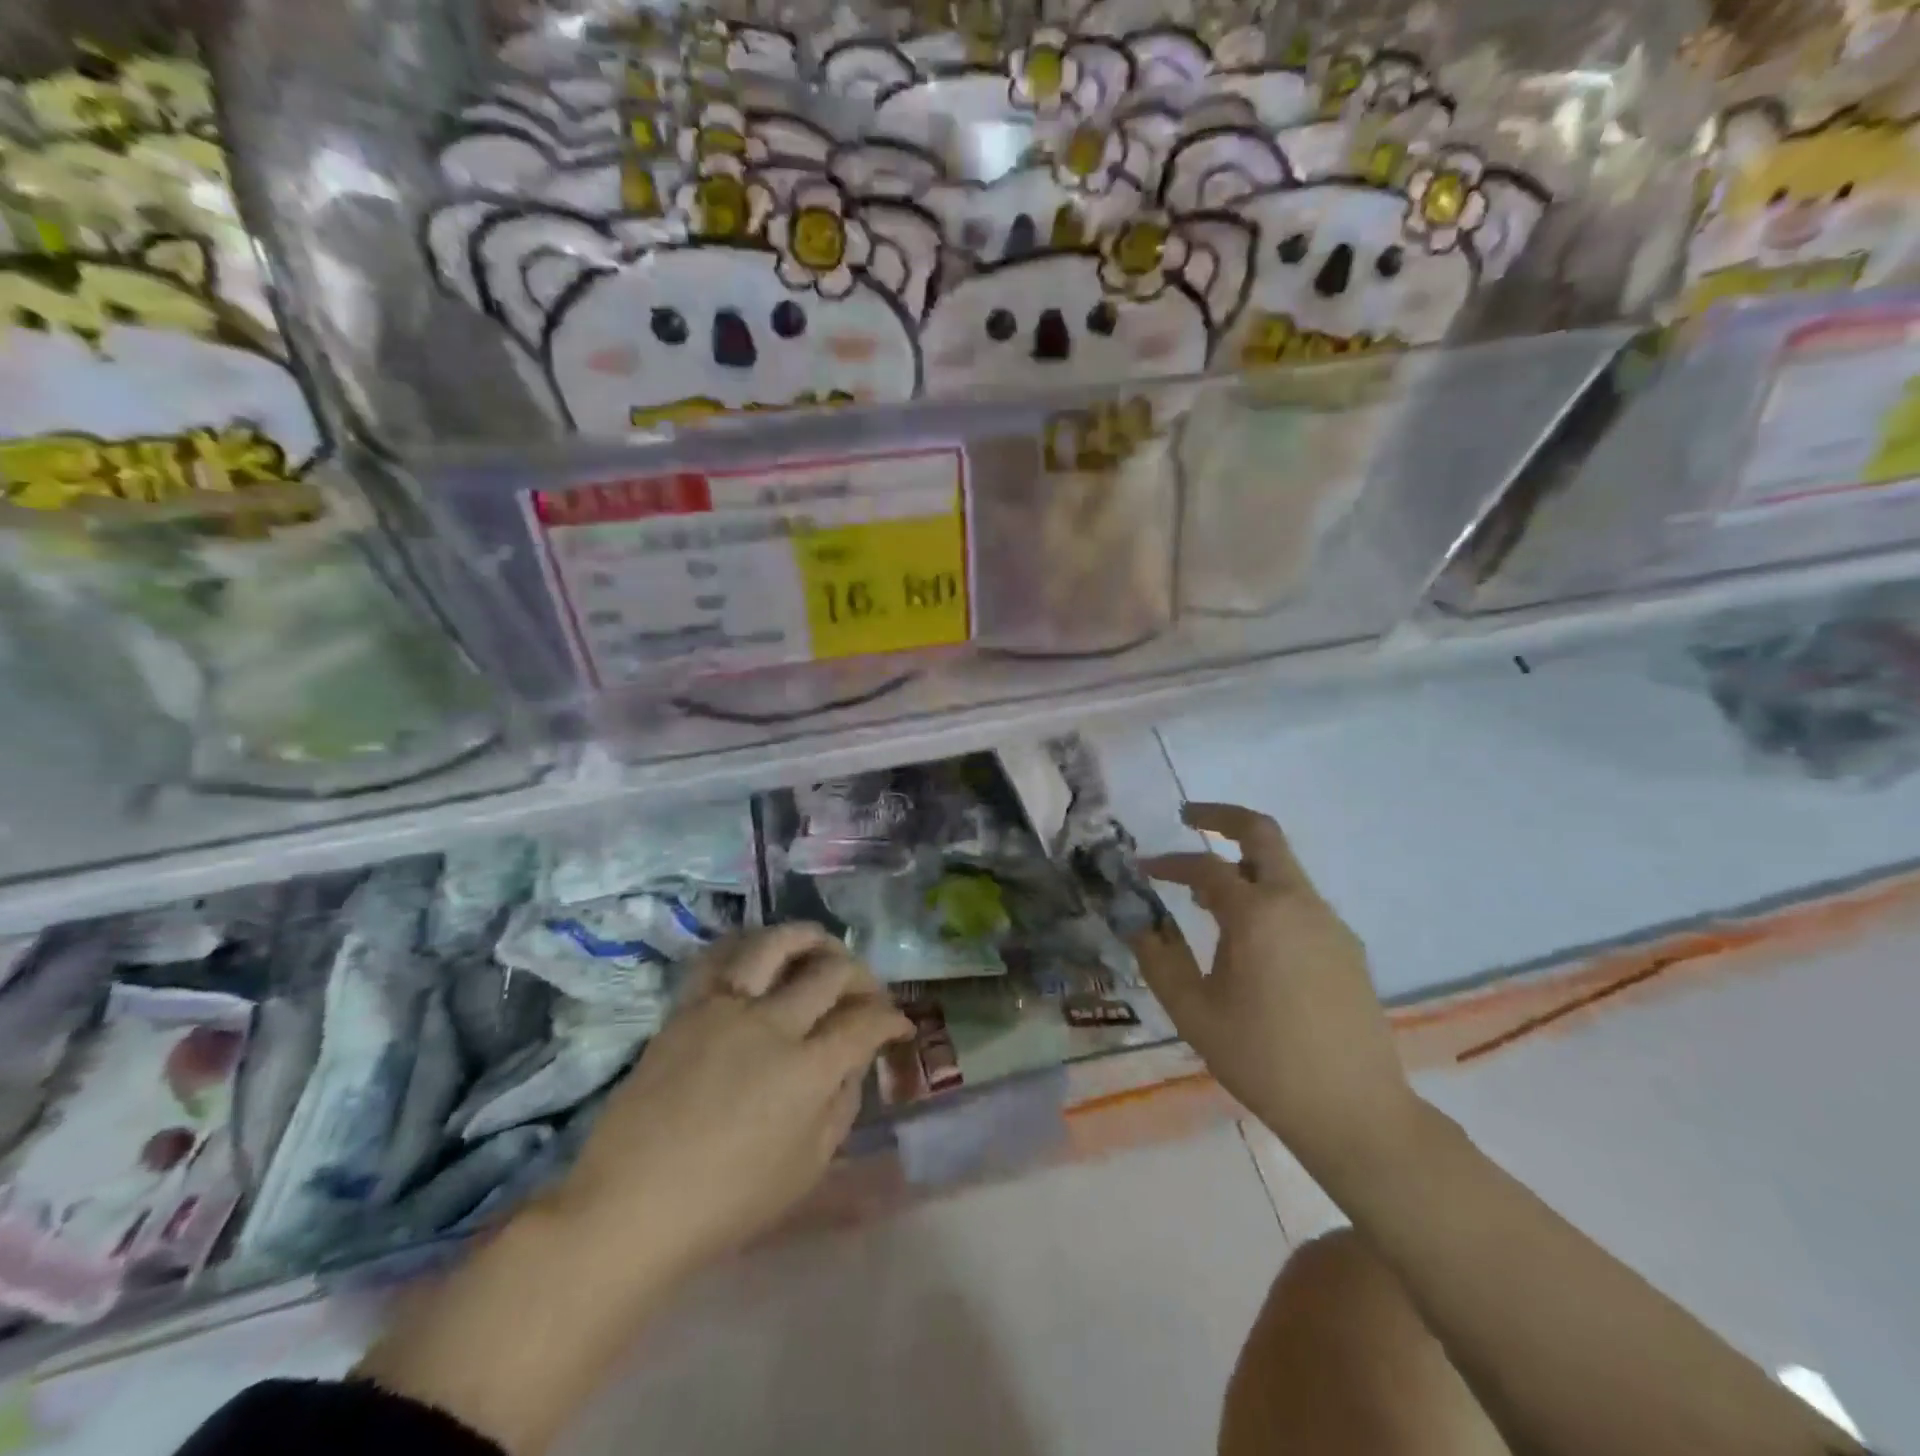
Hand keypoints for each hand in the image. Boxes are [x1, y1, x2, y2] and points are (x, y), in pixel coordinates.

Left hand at [558, 923, 913, 1270]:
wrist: (631, 1205)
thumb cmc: (726, 1203)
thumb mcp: (806, 1169)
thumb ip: (841, 1105)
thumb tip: (854, 1062)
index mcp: (807, 1071)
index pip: (866, 1022)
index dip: (892, 1019)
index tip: (898, 1026)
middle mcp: (772, 1025)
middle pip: (831, 971)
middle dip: (863, 977)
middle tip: (867, 994)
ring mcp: (726, 1009)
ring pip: (777, 944)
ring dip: (811, 939)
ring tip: (823, 947)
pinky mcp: (688, 1007)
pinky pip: (721, 956)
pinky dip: (751, 945)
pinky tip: (764, 953)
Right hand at [1133, 804, 1417, 1173]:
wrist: (1354, 1110)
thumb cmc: (1262, 1059)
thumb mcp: (1193, 1011)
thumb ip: (1157, 957)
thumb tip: (1132, 919)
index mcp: (1257, 914)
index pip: (1204, 867)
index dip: (1168, 863)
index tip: (1142, 871)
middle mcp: (1297, 903)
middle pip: (1262, 833)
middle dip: (1222, 817)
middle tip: (1188, 818)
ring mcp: (1328, 922)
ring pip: (1283, 867)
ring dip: (1242, 863)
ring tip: (1205, 898)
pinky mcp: (1345, 946)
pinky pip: (1299, 900)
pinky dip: (1266, 894)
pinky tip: (1247, 938)